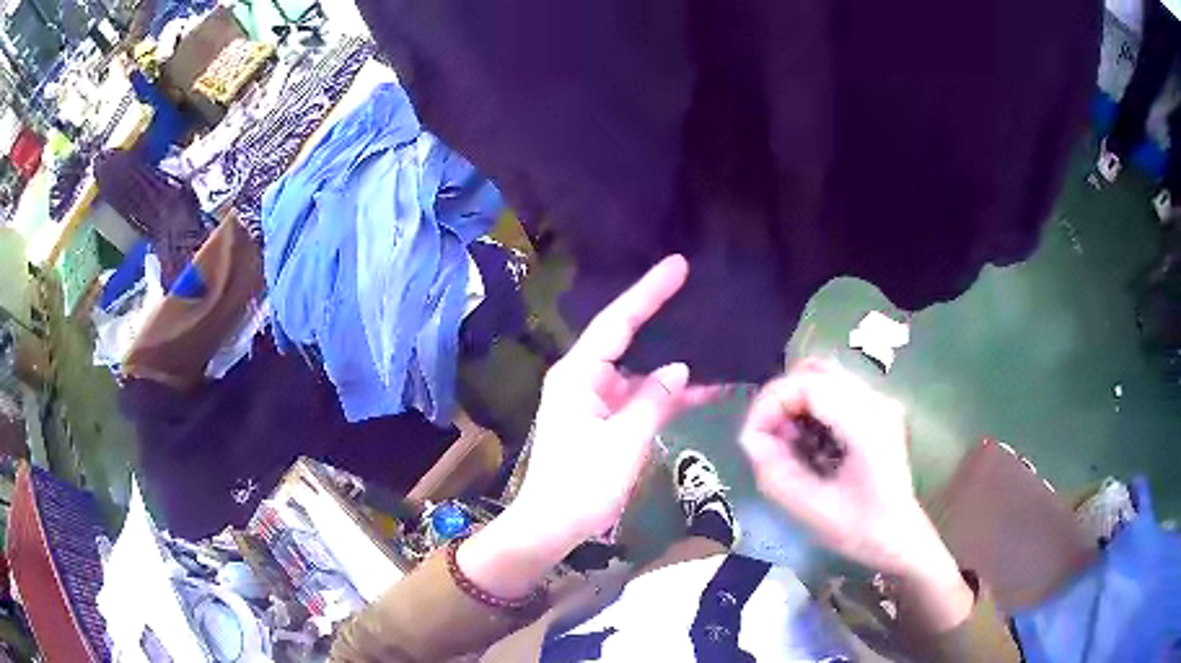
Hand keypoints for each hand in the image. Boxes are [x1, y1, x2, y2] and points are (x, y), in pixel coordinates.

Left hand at [514, 254, 718, 544]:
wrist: (550, 527)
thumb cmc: (581, 485)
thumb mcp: (624, 442)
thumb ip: (654, 400)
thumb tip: (679, 369)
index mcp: (578, 375)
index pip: (618, 321)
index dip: (649, 291)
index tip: (677, 266)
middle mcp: (582, 379)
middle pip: (626, 340)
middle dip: (660, 318)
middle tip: (693, 288)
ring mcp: (591, 401)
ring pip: (638, 375)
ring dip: (672, 373)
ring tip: (715, 356)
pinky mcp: (600, 422)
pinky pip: (636, 400)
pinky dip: (663, 400)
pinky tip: (699, 396)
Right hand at [738, 360, 947, 577]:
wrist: (901, 538)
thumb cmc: (860, 530)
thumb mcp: (811, 510)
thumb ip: (775, 472)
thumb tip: (751, 439)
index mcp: (865, 423)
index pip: (807, 383)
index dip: (770, 403)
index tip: (752, 438)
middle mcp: (875, 401)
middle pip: (814, 371)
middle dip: (780, 401)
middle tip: (769, 441)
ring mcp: (878, 403)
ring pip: (822, 378)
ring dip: (794, 405)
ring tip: (787, 445)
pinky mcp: (874, 411)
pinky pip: (832, 393)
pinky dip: (809, 411)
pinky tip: (808, 445)